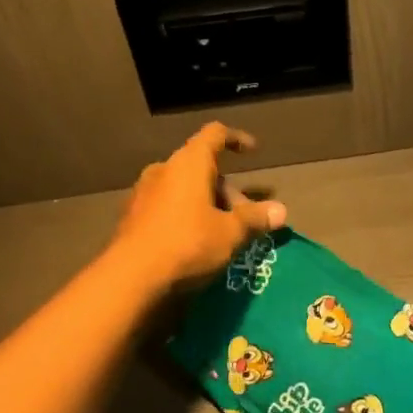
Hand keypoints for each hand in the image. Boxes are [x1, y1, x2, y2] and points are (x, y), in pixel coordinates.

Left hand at [109, 123, 287, 290]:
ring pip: (183, 189)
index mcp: (189, 164)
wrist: (131, 277)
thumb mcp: (230, 233)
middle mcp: (163, 170)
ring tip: (222, 233)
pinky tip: (194, 242)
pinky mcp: (131, 217)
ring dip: (206, 204)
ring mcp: (143, 192)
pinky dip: (185, 215)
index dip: (236, 139)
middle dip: (227, 190)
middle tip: (245, 217)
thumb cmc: (188, 244)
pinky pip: (167, 206)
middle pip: (201, 168)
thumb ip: (254, 218)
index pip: (215, 135)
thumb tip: (281, 211)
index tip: (252, 151)